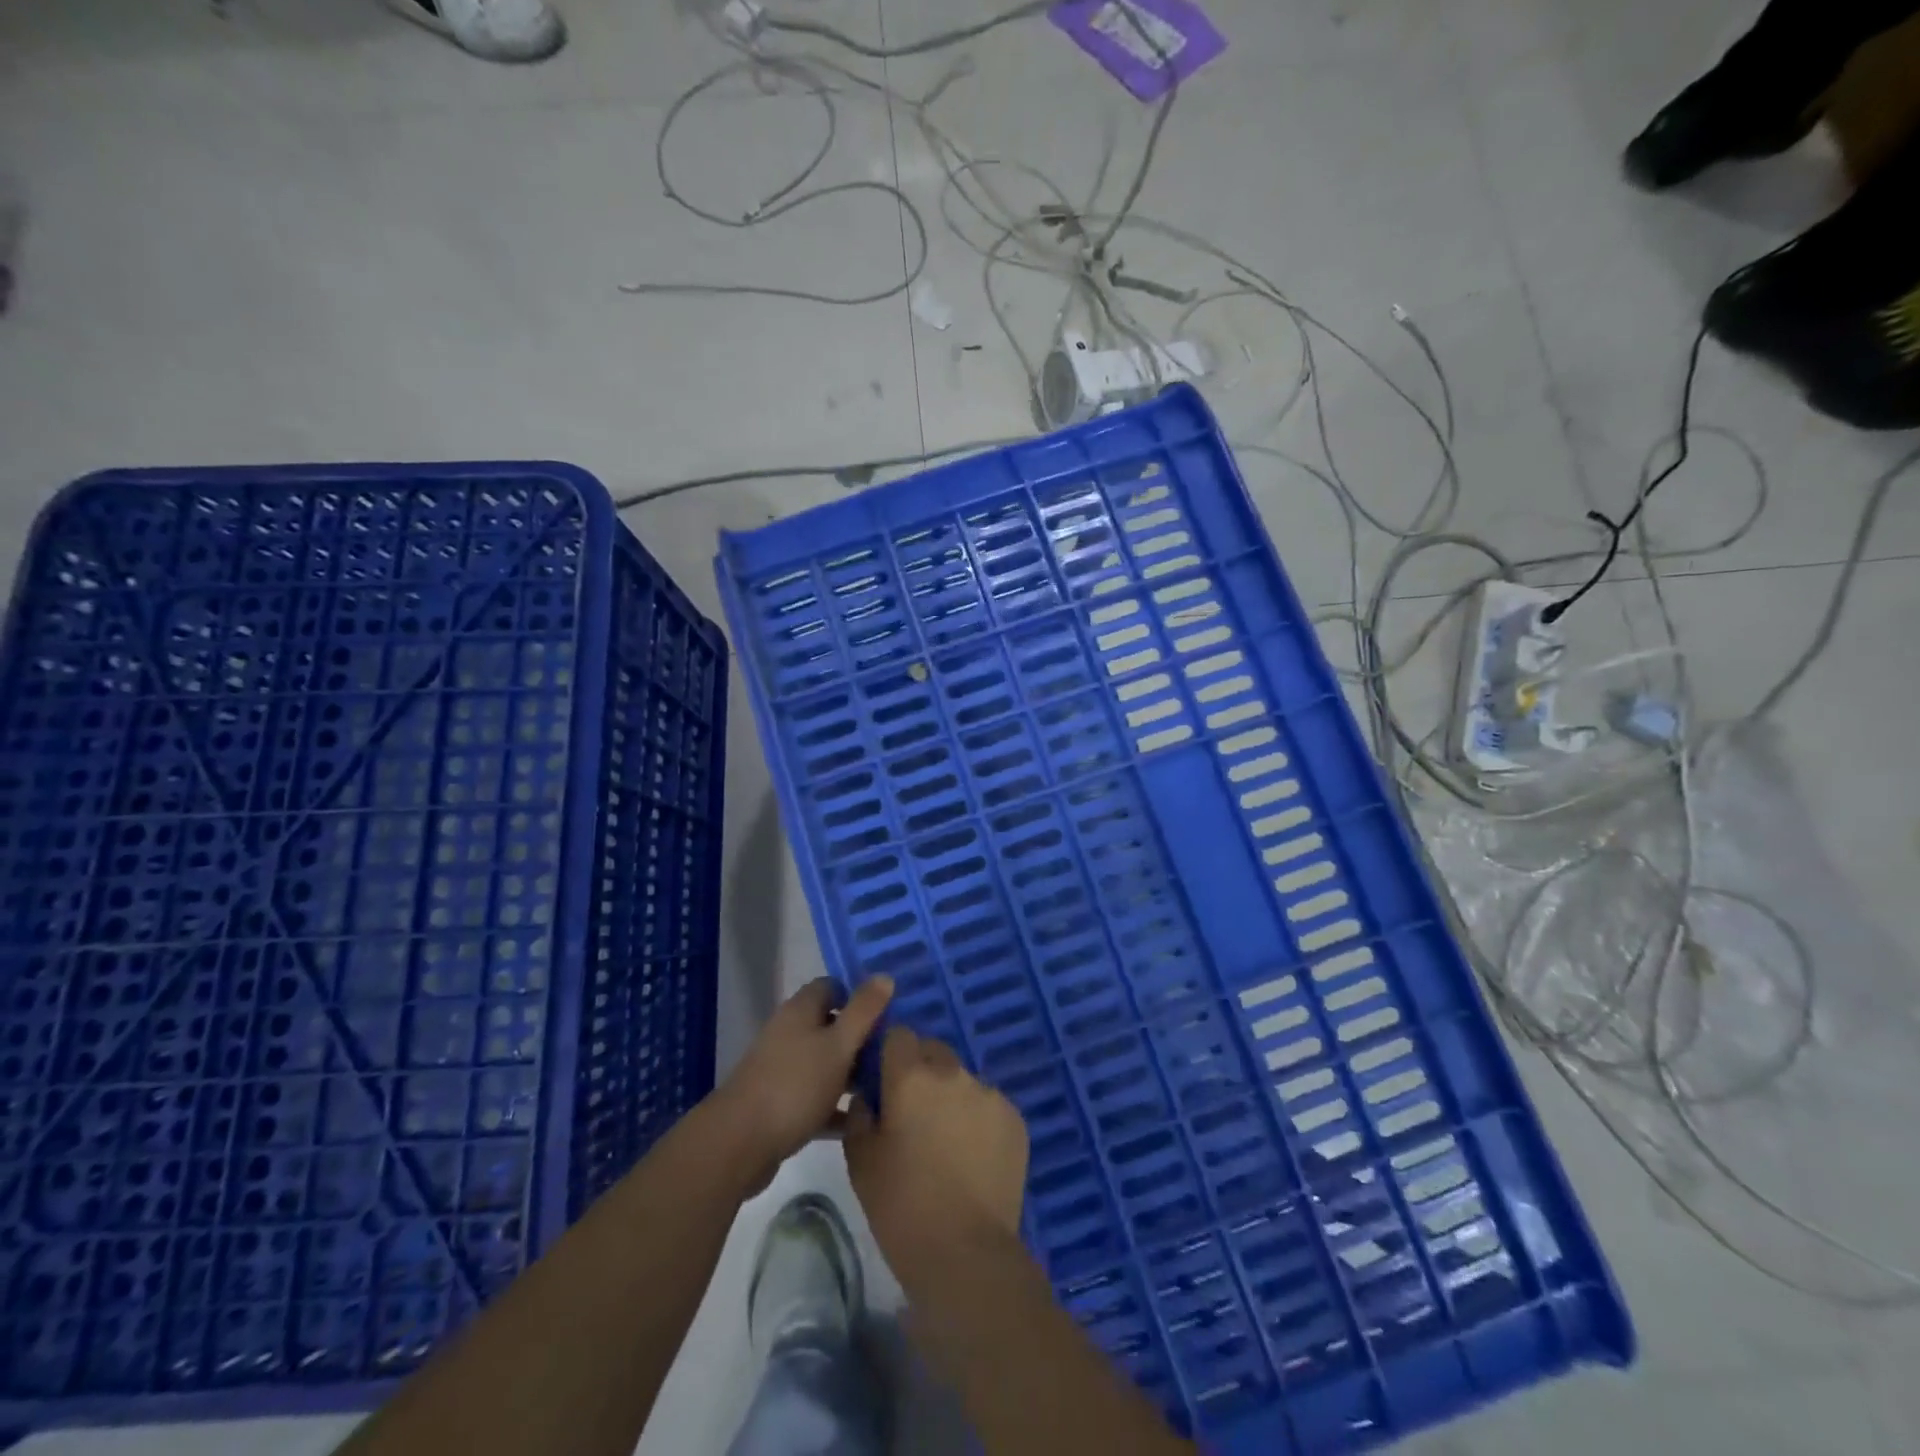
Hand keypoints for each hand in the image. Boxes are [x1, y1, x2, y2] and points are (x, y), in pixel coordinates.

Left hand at [713, 976, 892, 1194]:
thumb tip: (884, 976)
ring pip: (824, 1063)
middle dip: (860, 1037)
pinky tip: (860, 1121)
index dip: (858, 996)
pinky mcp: (778, 1104)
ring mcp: (781, 1069)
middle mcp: (788, 1033)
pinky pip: (814, 1097)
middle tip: (893, 1052)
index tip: (887, 1013)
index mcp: (800, 1011)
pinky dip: (834, 1106)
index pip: (832, 987)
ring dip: (850, 1073)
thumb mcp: (839, 1045)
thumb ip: (863, 1011)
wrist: (739, 1143)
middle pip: (830, 1025)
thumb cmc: (795, 1085)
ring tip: (886, 1087)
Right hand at [844, 1027, 1028, 1275]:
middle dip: (922, 1071)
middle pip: (934, 1051)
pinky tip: (973, 1158)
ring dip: (951, 1098)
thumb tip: (869, 1096)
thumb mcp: (860, 1161)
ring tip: (947, 1144)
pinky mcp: (1014, 1117)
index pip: (899, 1035)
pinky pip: (988, 1105)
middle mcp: (953, 1073)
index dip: (890, 1055)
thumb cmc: (901, 1206)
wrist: (965, 1252)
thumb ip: (860, 1115)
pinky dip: (978, 1120)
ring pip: (962, 1080)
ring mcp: (989, 1093)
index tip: (886, 1083)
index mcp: (911, 1076)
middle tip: (914, 1115)